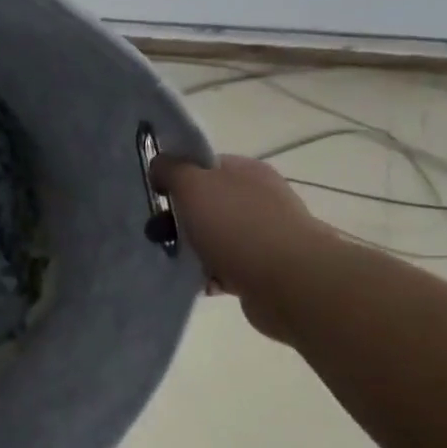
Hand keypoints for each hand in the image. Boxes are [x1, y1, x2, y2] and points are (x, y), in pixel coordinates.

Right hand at [152, 154, 339, 342]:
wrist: (288, 282)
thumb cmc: (237, 226)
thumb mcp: (193, 185)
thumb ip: (171, 169)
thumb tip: (159, 165)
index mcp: (246, 171)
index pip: (204, 165)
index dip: (177, 177)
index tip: (157, 196)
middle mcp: (258, 198)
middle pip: (206, 203)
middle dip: (179, 219)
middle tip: (159, 234)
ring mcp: (263, 234)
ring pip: (213, 238)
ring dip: (192, 250)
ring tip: (176, 261)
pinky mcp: (263, 269)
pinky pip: (225, 267)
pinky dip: (209, 275)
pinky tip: (199, 282)